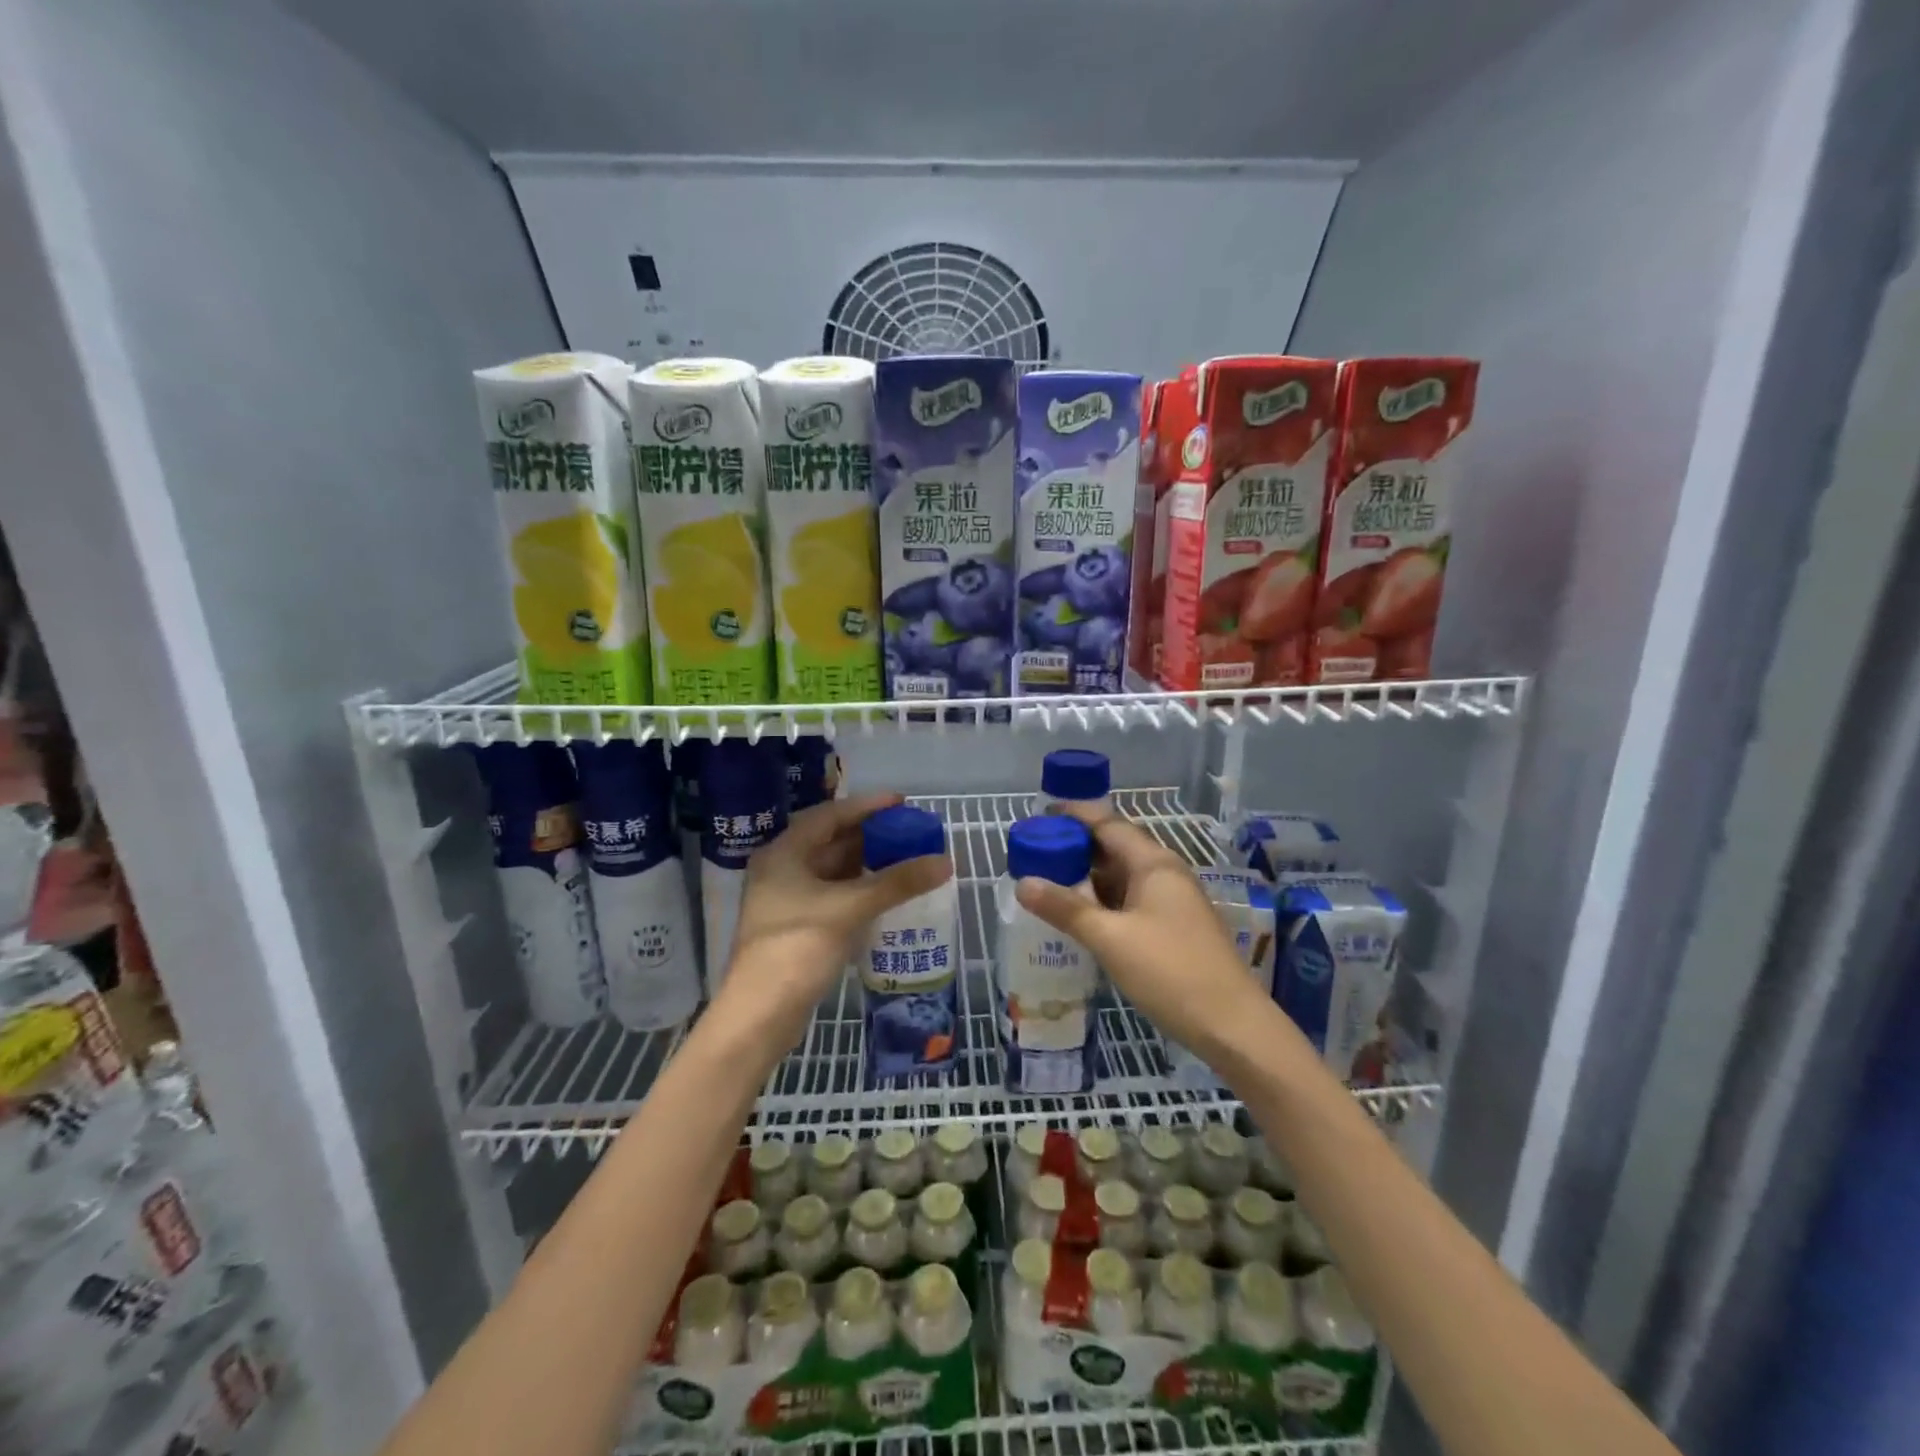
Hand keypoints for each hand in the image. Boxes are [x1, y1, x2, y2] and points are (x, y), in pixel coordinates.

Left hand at [716, 793, 951, 1045]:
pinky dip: (860, 889)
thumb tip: (945, 860)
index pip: (830, 816)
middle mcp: (782, 869)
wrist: (760, 1015)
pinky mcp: (797, 926)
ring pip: (833, 870)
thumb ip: (898, 882)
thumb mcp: (851, 908)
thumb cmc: (798, 948)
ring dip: (867, 864)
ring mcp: (787, 899)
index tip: (902, 803)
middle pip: (831, 841)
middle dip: (871, 836)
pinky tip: (886, 893)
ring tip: (906, 858)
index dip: (867, 807)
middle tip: (910, 832)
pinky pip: (834, 894)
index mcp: (784, 853)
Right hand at [1014, 806, 1267, 1054]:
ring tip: (1050, 881)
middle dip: (1077, 847)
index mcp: (1154, 863)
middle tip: (1036, 852)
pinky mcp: (1175, 926)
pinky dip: (1104, 900)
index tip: (1040, 814)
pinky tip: (1082, 915)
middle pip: (1116, 847)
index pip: (1109, 823)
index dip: (1074, 815)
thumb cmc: (1170, 972)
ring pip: (1124, 876)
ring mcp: (1173, 900)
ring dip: (1089, 876)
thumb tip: (1022, 883)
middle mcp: (1166, 873)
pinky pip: (1132, 899)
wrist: (1232, 1025)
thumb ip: (1065, 909)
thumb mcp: (1109, 939)